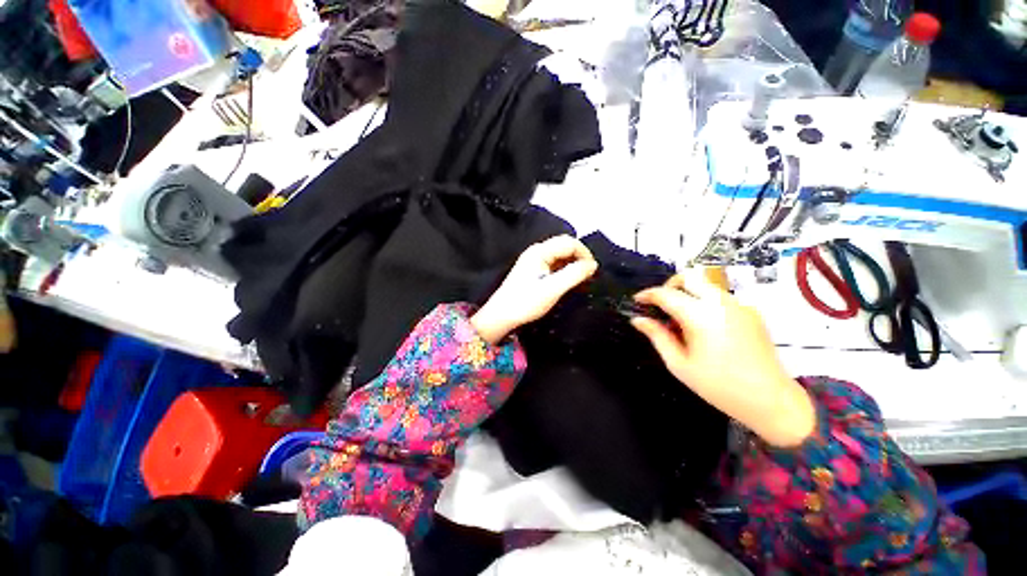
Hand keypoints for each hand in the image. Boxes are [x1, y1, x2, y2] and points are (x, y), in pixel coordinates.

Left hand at [471, 236, 597, 344]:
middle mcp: (537, 251)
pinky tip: (568, 281)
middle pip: (565, 246)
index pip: (569, 242)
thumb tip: (592, 265)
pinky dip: (564, 269)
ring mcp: (534, 260)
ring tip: (581, 279)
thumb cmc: (525, 302)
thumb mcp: (552, 289)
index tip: (593, 271)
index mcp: (540, 251)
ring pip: (560, 255)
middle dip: (580, 258)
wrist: (502, 315)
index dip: (585, 254)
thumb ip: (574, 275)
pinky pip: (554, 264)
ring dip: (573, 264)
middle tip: (588, 275)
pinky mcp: (533, 270)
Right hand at [631, 272, 815, 447]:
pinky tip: (703, 326)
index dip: (647, 295)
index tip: (637, 301)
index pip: (666, 294)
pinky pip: (720, 297)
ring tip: (680, 317)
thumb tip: (638, 320)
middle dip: (669, 285)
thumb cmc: (718, 386)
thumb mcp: (679, 364)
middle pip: (689, 277)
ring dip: (687, 292)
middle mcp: (720, 303)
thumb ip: (657, 336)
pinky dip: (704, 301)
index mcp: (700, 316)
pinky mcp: (750, 311)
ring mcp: (739, 305)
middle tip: (660, 304)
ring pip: (705, 285)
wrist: (771, 400)